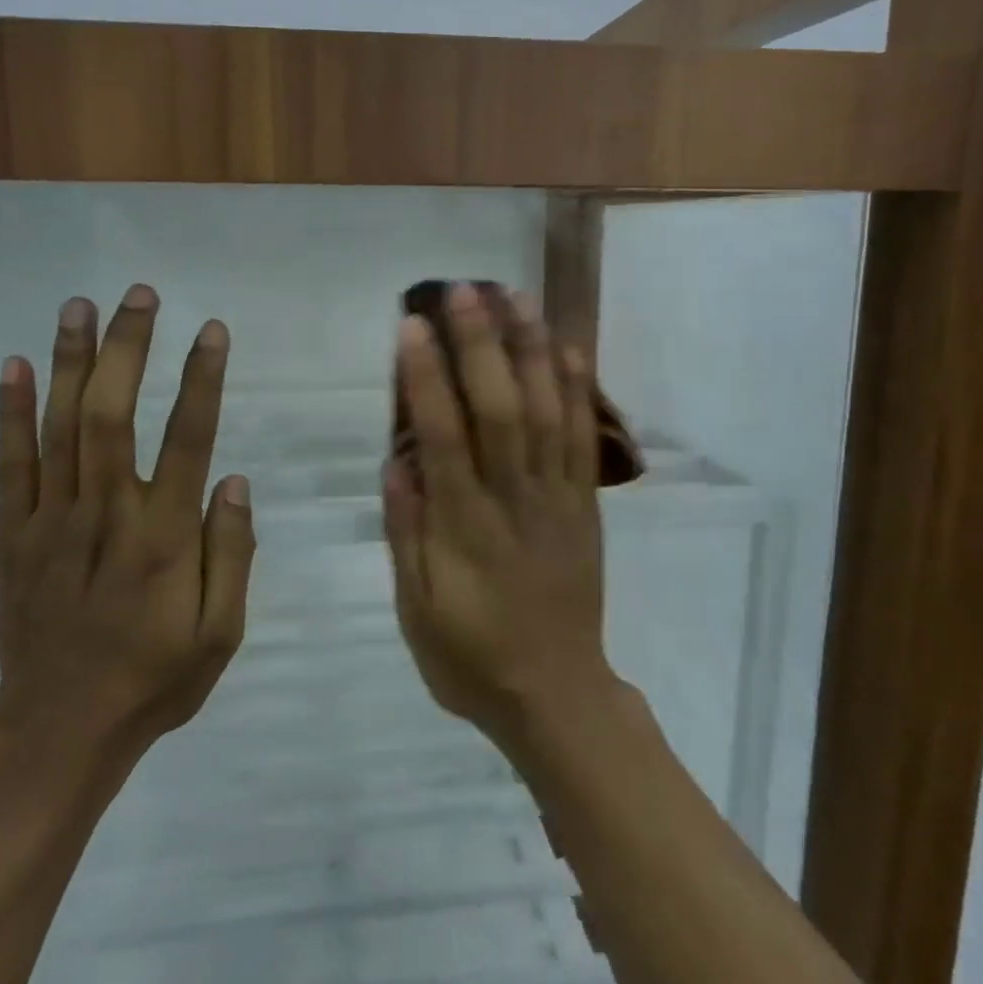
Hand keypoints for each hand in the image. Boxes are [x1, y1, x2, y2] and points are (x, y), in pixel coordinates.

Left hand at [0, 287, 254, 769]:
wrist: (61, 730)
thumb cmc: (155, 679)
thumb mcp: (221, 632)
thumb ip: (232, 553)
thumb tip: (232, 480)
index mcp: (163, 539)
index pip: (187, 440)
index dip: (199, 380)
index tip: (210, 331)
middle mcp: (105, 516)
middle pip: (111, 415)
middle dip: (127, 348)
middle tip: (139, 296)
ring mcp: (50, 522)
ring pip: (58, 427)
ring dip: (70, 361)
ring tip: (80, 305)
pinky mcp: (12, 536)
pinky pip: (9, 464)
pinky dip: (11, 413)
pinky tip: (17, 366)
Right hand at [382, 283, 618, 748]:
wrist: (556, 694)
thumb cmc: (471, 656)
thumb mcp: (417, 610)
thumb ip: (406, 534)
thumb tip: (396, 461)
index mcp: (464, 528)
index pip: (443, 437)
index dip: (427, 379)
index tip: (412, 327)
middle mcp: (514, 501)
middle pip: (501, 410)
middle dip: (481, 345)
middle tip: (464, 290)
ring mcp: (558, 500)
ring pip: (548, 414)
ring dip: (532, 351)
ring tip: (516, 297)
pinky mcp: (586, 507)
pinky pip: (585, 442)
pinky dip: (578, 392)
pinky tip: (568, 348)